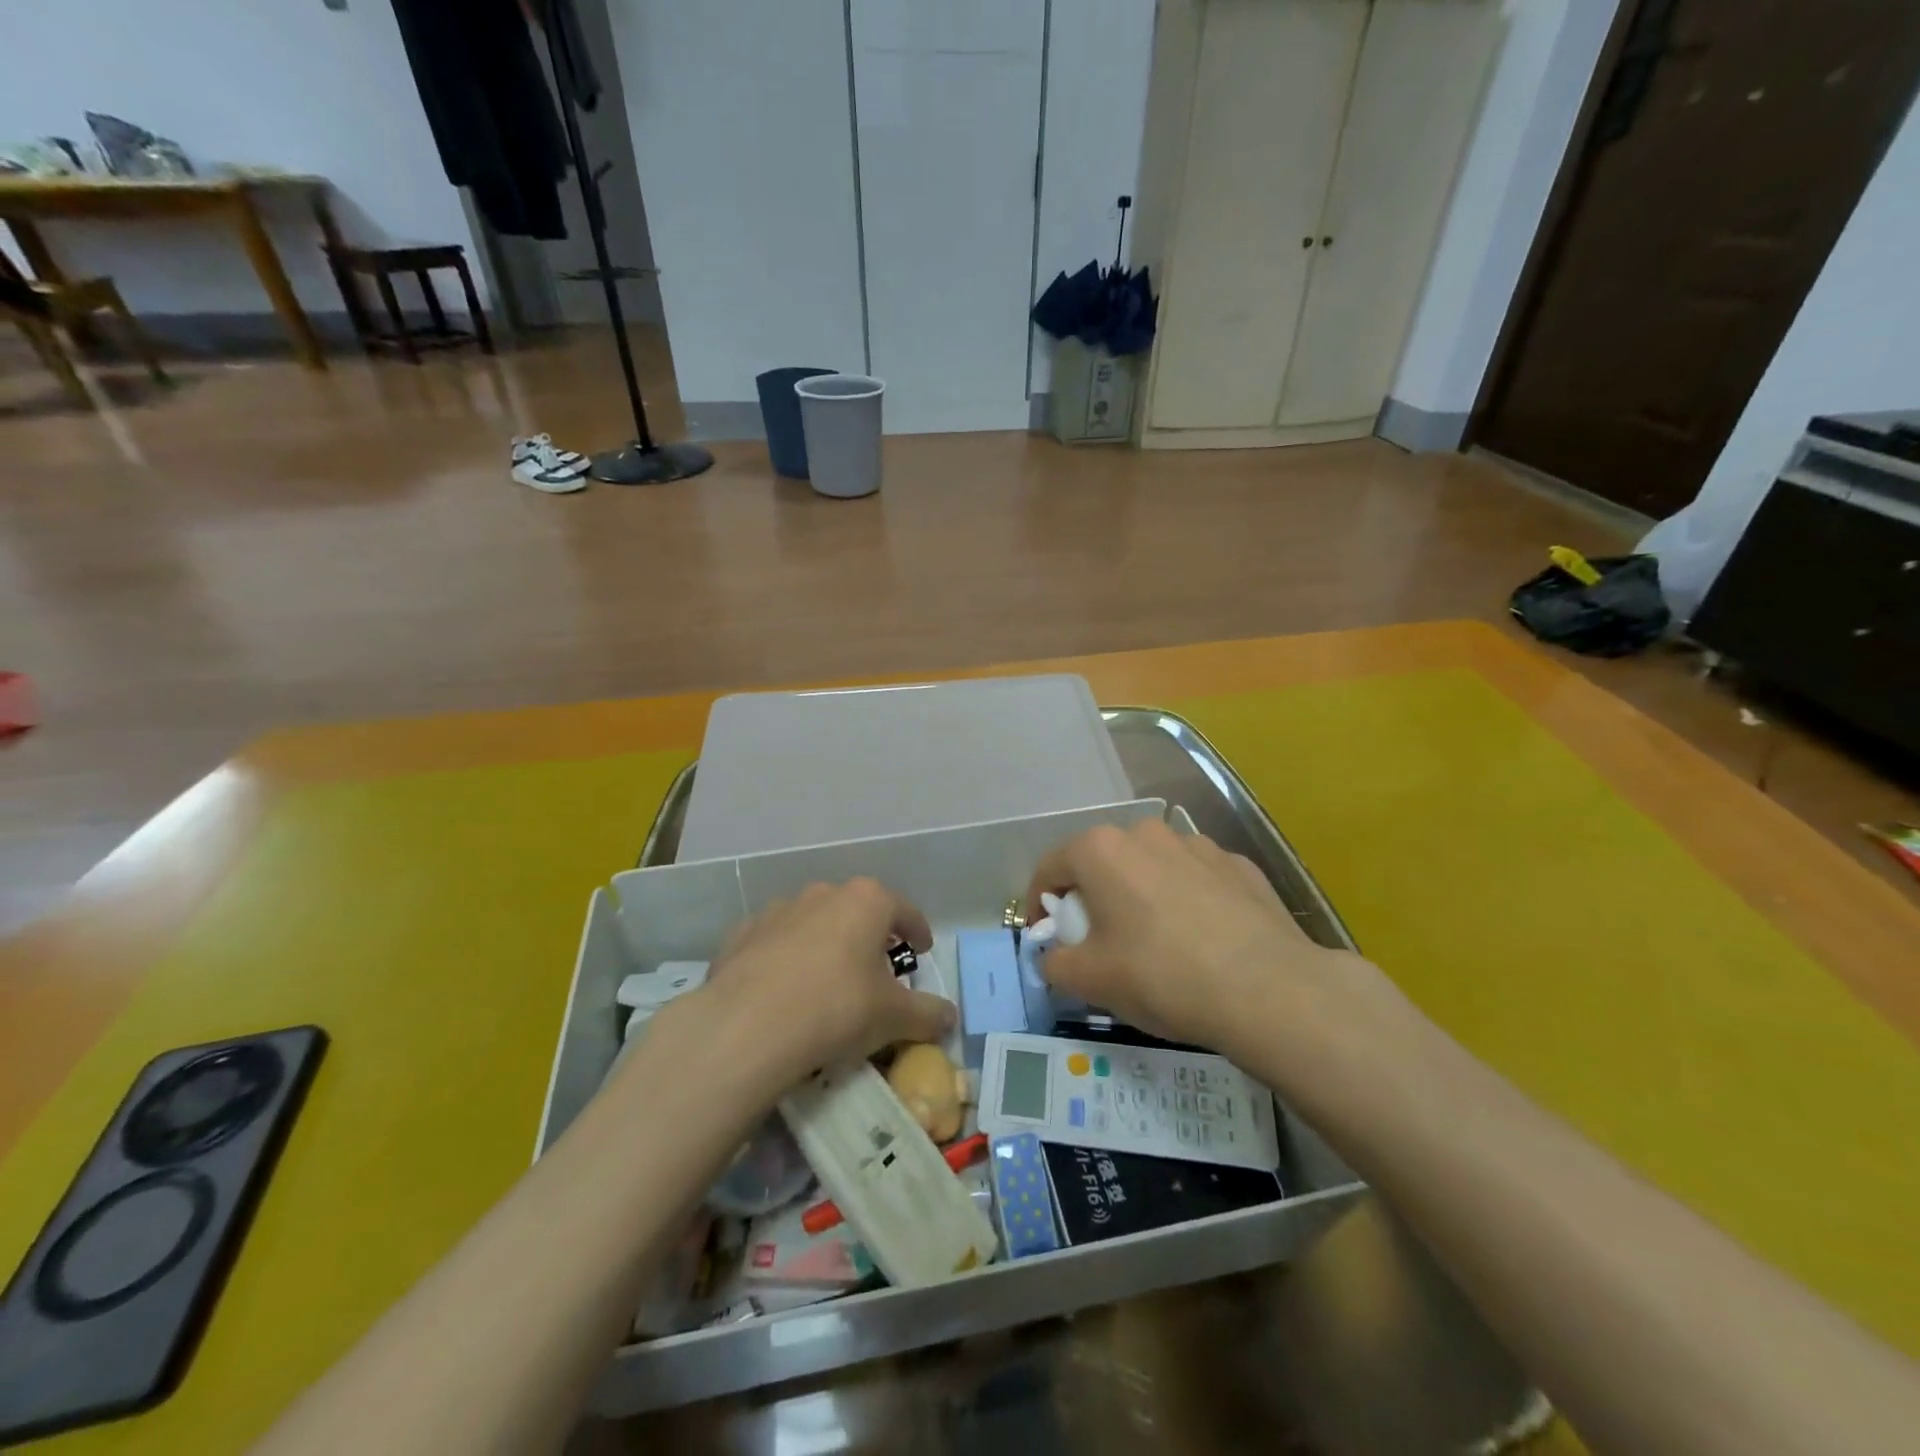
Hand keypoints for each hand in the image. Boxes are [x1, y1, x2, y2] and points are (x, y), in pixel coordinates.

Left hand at [686, 879, 955, 1092]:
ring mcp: (778, 911)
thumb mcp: (894, 1017)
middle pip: (856, 911)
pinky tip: (783, 991)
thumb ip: (927, 1013)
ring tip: (826, 983)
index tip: (922, 950)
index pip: (904, 910)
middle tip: (875, 971)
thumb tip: (948, 1016)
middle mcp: (823, 894)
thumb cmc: (837, 1008)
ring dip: (824, 944)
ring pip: (813, 923)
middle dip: (868, 936)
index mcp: (866, 901)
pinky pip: (774, 943)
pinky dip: (784, 959)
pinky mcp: (741, 935)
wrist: (747, 1026)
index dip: (917, 931)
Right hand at [1025, 820, 1409, 1073]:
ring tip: (1156, 941)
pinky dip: (1187, 900)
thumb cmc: (1161, 976)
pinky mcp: (1239, 865)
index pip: (1050, 868)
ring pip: (1151, 867)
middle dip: (1093, 897)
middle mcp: (1146, 833)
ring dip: (1141, 894)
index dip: (1040, 904)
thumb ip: (1055, 963)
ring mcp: (1198, 845)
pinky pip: (1195, 879)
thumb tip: (1054, 957)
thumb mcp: (1090, 981)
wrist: (1269, 990)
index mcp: (1101, 850)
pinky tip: (1203, 940)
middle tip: (1099, 942)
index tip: (1046, 937)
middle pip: (1103, 863)